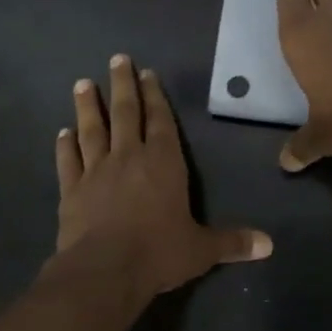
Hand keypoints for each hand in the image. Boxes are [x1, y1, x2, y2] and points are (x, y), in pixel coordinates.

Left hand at [55, 55, 271, 298]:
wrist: (105, 271)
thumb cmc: (158, 253)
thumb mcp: (201, 249)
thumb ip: (232, 242)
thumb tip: (269, 245)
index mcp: (163, 163)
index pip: (160, 121)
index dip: (155, 96)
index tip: (147, 73)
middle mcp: (128, 158)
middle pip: (125, 113)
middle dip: (122, 85)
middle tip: (117, 59)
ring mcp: (96, 172)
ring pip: (92, 130)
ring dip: (87, 106)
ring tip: (82, 83)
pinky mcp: (71, 190)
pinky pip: (67, 161)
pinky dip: (64, 146)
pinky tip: (61, 133)